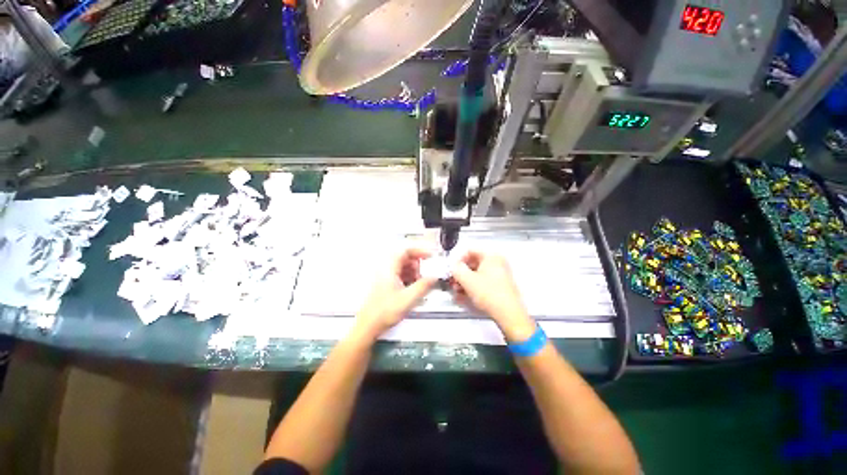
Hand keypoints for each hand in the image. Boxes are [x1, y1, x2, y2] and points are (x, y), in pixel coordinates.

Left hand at [353, 248, 436, 341]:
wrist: (369, 325)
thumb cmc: (383, 312)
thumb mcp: (408, 298)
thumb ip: (423, 286)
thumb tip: (434, 277)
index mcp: (389, 269)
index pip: (405, 250)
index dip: (420, 251)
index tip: (429, 255)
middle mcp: (386, 270)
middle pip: (405, 258)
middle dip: (418, 264)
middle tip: (426, 272)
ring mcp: (385, 277)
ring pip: (403, 267)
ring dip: (414, 272)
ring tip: (420, 283)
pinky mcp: (386, 284)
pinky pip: (401, 275)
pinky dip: (409, 278)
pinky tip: (413, 289)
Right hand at [451, 251, 536, 342]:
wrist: (509, 314)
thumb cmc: (489, 293)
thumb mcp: (467, 280)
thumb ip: (457, 269)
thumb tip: (453, 266)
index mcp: (491, 256)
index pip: (470, 250)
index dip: (458, 259)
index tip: (452, 269)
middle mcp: (497, 262)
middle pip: (473, 262)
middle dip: (461, 272)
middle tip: (453, 281)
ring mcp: (500, 273)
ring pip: (477, 273)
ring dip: (465, 280)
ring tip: (457, 291)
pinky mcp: (500, 285)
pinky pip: (483, 281)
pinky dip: (473, 286)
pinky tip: (465, 295)